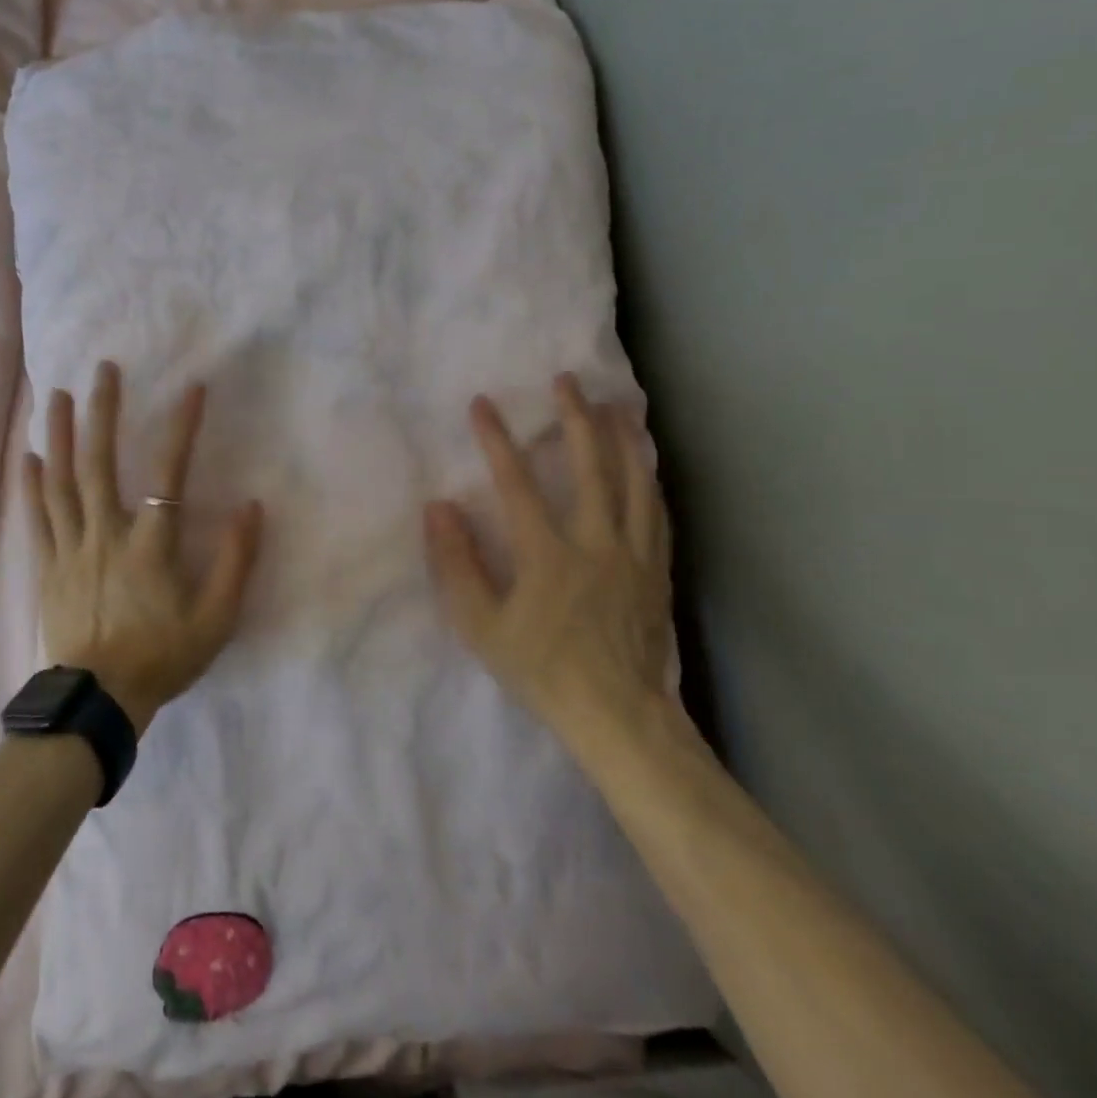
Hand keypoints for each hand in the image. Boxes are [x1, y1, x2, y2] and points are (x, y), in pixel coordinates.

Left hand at [23, 360, 264, 735]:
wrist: (99, 701)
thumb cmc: (162, 658)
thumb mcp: (216, 619)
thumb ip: (236, 561)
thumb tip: (251, 507)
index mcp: (150, 545)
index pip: (169, 474)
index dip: (181, 428)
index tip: (192, 389)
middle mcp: (106, 535)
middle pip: (100, 463)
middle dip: (102, 412)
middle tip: (102, 370)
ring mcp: (72, 548)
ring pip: (62, 481)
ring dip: (61, 434)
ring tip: (59, 395)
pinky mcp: (48, 566)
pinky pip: (39, 517)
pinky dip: (33, 483)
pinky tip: (30, 454)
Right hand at [424, 373, 683, 764]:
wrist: (619, 717)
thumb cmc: (542, 670)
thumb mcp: (481, 626)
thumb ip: (456, 564)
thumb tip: (438, 507)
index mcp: (548, 554)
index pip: (517, 483)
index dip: (497, 440)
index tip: (483, 404)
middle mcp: (596, 542)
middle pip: (590, 467)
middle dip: (576, 418)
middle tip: (567, 380)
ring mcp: (633, 554)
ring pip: (634, 482)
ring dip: (623, 439)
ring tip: (617, 404)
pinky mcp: (657, 571)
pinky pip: (656, 514)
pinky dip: (649, 481)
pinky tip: (647, 465)